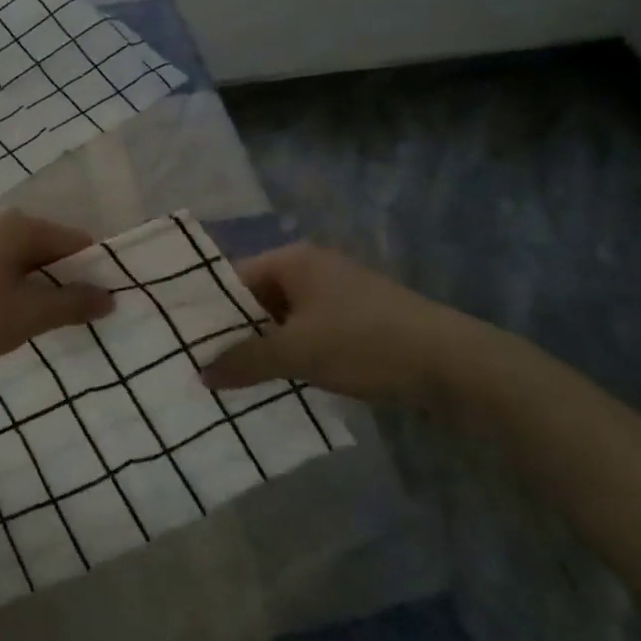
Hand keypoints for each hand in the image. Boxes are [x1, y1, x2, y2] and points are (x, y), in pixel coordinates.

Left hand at [0, 209, 114, 390]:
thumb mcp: (27, 315)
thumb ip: (72, 303)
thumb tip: (109, 296)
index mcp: (17, 224)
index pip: (75, 240)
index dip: (95, 271)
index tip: (106, 304)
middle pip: (47, 248)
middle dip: (65, 281)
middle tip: (80, 319)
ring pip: (21, 261)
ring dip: (38, 289)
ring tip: (47, 324)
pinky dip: (12, 290)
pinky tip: (11, 319)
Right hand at [201, 243, 474, 401]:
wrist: (453, 362)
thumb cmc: (363, 343)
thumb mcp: (296, 353)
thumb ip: (244, 361)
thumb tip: (201, 373)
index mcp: (293, 260)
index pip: (235, 278)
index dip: (211, 310)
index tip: (187, 341)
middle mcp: (313, 268)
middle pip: (258, 298)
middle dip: (236, 332)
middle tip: (205, 364)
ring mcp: (338, 292)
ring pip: (284, 318)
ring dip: (265, 346)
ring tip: (235, 378)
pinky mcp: (358, 318)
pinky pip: (309, 330)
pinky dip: (293, 351)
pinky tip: (279, 380)